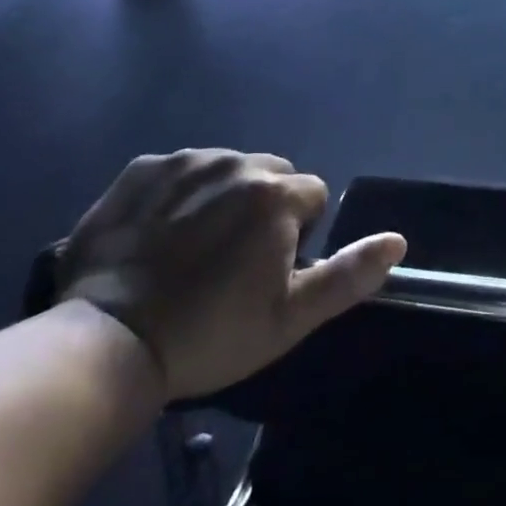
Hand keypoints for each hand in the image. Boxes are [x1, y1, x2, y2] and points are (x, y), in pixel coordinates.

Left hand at [56, 149, 405, 400]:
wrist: (107, 343)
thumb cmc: (210, 334)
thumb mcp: (290, 317)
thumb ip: (349, 274)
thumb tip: (398, 240)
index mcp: (275, 195)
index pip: (312, 195)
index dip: (297, 235)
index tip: (266, 273)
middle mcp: (235, 162)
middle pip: (270, 174)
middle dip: (264, 207)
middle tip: (232, 261)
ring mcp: (184, 161)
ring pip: (226, 169)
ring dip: (223, 196)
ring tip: (192, 249)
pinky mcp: (141, 170)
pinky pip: (179, 170)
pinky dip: (178, 193)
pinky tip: (157, 235)